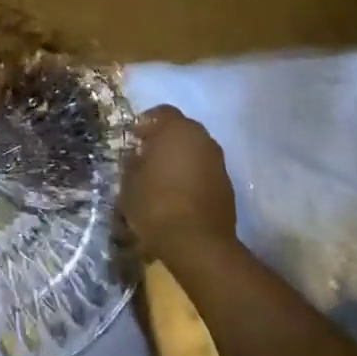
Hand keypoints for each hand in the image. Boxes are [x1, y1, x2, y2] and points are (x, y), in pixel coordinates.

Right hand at [120, 105, 237, 262]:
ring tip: (163, 175)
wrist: (198, 243)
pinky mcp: (227, 184)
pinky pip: (205, 169)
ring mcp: (217, 161)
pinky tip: (179, 192)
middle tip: (147, 155)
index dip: (146, 123)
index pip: (161, 112)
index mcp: (176, 130)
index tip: (134, 138)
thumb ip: (131, 164)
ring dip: (180, 156)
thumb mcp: (129, 183)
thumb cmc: (156, 205)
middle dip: (165, 138)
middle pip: (181, 129)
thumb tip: (135, 157)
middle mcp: (201, 138)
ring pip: (195, 149)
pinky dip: (193, 174)